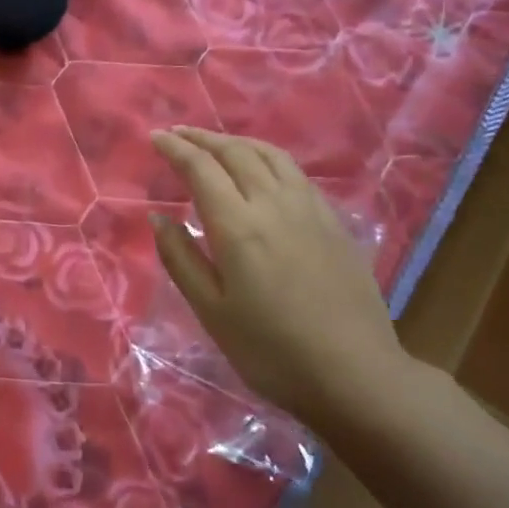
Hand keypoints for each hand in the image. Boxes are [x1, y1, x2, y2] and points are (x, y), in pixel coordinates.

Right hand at [150, 127, 415, 433]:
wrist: (353, 373)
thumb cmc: (270, 350)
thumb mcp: (211, 311)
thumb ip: (181, 259)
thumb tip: (159, 218)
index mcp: (239, 226)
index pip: (201, 169)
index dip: (176, 149)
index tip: (155, 138)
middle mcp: (275, 204)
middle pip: (236, 153)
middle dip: (203, 138)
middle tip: (178, 134)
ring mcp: (310, 210)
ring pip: (270, 156)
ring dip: (237, 142)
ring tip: (216, 143)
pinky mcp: (333, 222)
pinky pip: (295, 173)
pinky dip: (267, 158)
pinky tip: (262, 171)